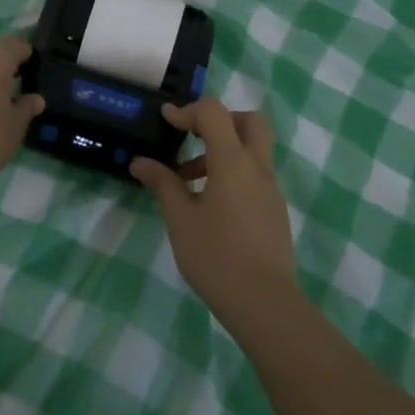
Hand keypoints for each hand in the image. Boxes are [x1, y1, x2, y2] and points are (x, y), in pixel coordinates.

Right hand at [132, 101, 297, 327]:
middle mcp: (258, 167)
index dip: (188, 110)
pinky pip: (254, 175)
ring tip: (187, 180)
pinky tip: (208, 204)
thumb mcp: (180, 219)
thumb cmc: (216, 256)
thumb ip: (163, 184)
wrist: (265, 303)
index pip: (214, 113)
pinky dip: (232, 173)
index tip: (166, 121)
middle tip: (193, 137)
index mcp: (233, 161)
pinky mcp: (274, 210)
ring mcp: (271, 190)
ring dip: (222, 151)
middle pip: (249, 122)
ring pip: (252, 150)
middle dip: (220, 121)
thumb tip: (140, 162)